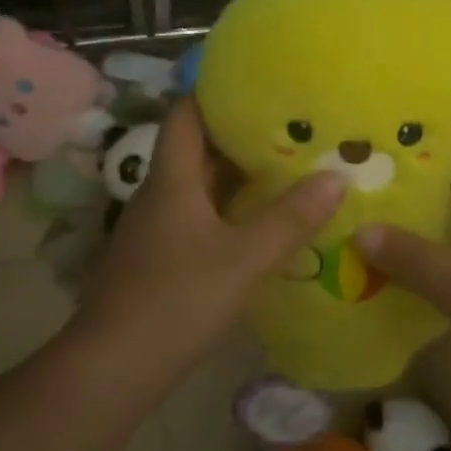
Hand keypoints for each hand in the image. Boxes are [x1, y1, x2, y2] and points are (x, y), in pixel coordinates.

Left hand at [77, 98, 345, 376]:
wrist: (113, 369)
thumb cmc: (177, 300)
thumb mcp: (245, 258)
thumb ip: (291, 219)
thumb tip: (337, 176)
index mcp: (172, 178)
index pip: (185, 112)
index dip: (215, 90)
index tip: (257, 81)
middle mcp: (159, 193)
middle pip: (196, 147)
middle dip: (239, 134)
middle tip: (291, 125)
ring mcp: (155, 228)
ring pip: (199, 185)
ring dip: (236, 175)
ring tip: (286, 166)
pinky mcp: (158, 257)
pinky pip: (197, 216)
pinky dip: (228, 209)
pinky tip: (259, 222)